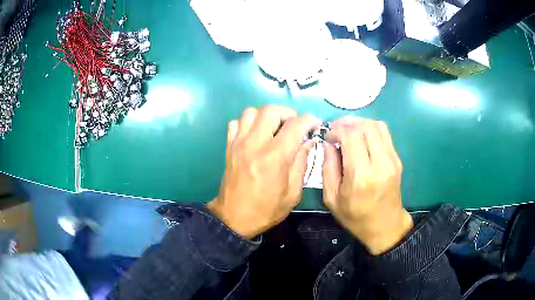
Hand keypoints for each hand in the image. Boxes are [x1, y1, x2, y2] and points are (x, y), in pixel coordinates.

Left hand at [207, 106, 320, 238]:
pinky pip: (237, 122)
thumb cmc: (266, 210)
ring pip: (252, 112)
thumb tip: (308, 141)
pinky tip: (256, 134)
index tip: (315, 124)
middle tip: (295, 126)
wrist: (234, 218)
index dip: (309, 120)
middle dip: (288, 113)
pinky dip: (249, 122)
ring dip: (267, 115)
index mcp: (275, 157)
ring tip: (275, 128)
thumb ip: (301, 163)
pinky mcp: (229, 146)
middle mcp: (255, 144)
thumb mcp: (292, 193)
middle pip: (271, 110)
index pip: (295, 125)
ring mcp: (239, 143)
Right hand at [322, 117, 412, 254]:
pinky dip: (370, 130)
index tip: (328, 137)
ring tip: (348, 131)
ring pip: (377, 126)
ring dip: (360, 123)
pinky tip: (361, 138)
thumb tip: (327, 143)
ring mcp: (392, 160)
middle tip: (336, 130)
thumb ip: (327, 168)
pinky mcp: (397, 159)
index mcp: (361, 176)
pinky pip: (384, 134)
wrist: (385, 226)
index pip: (351, 136)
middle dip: (347, 122)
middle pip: (365, 127)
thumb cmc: (355, 217)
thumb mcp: (332, 198)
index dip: (336, 130)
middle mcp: (380, 164)